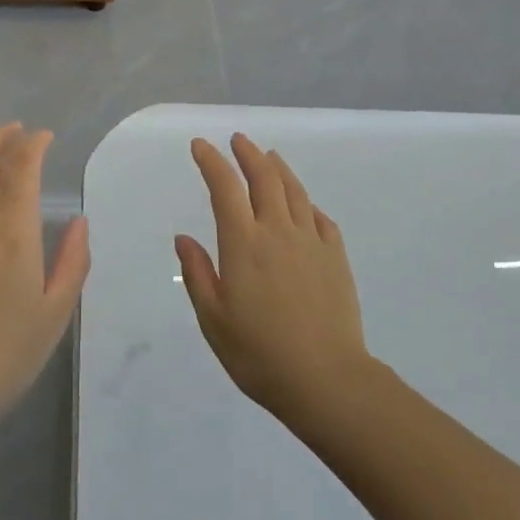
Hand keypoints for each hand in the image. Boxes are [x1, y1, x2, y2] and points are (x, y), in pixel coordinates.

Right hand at [176, 134, 372, 424]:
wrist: (327, 380)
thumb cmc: (259, 354)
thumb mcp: (214, 320)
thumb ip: (198, 274)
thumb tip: (183, 237)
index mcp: (244, 244)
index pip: (225, 188)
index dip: (211, 161)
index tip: (200, 145)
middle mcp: (278, 231)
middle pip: (264, 178)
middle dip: (248, 154)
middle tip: (237, 140)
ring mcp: (311, 241)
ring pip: (294, 191)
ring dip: (278, 168)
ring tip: (269, 156)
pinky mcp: (336, 257)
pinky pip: (320, 217)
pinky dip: (306, 202)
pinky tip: (303, 204)